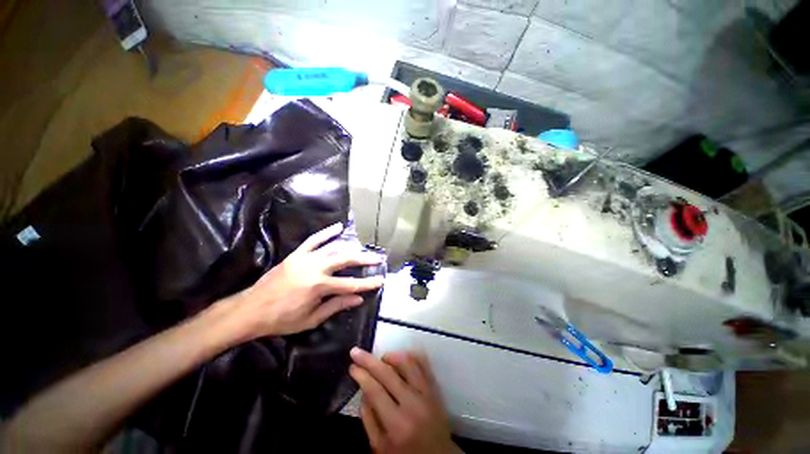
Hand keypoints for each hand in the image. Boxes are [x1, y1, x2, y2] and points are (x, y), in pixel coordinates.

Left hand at [233, 223, 383, 338]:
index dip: (367, 284)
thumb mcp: (311, 319)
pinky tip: (338, 227)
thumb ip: (336, 306)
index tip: (380, 281)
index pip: (350, 285)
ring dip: (351, 247)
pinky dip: (326, 233)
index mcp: (319, 287)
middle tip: (377, 259)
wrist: (251, 310)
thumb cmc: (282, 319)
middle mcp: (315, 269)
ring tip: (363, 248)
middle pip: (345, 260)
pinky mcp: (296, 255)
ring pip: (333, 248)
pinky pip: (313, 240)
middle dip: (364, 259)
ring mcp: (305, 259)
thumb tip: (357, 299)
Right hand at [350, 348, 460, 453]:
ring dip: (391, 356)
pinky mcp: (435, 389)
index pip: (375, 390)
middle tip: (357, 352)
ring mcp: (427, 394)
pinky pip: (423, 365)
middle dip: (369, 360)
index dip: (362, 375)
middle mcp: (413, 404)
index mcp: (397, 424)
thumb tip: (363, 390)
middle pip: (388, 373)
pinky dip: (410, 356)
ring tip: (381, 358)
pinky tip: (400, 357)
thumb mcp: (380, 448)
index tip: (352, 366)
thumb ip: (369, 420)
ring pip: (408, 363)